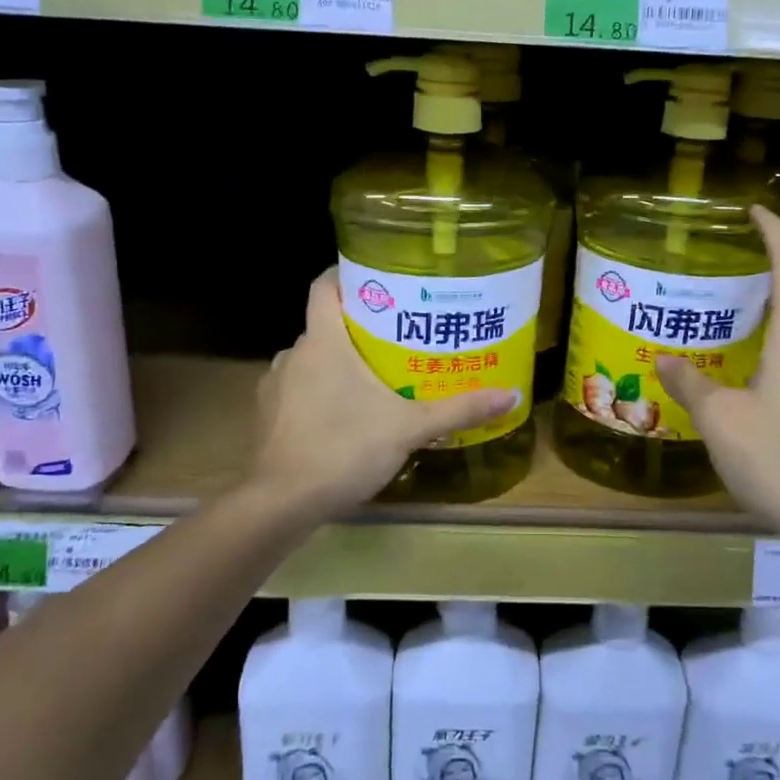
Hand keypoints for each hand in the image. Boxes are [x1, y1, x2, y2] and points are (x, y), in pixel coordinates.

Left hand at [249, 268, 516, 518]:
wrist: (281, 504)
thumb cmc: (344, 448)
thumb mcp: (410, 428)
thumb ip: (459, 409)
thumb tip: (511, 394)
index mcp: (323, 341)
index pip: (324, 286)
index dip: (346, 275)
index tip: (378, 279)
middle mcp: (294, 354)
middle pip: (325, 325)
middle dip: (358, 326)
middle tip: (397, 334)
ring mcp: (275, 386)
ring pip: (311, 359)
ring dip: (337, 362)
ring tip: (375, 375)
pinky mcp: (268, 417)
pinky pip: (298, 389)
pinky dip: (319, 391)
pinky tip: (345, 414)